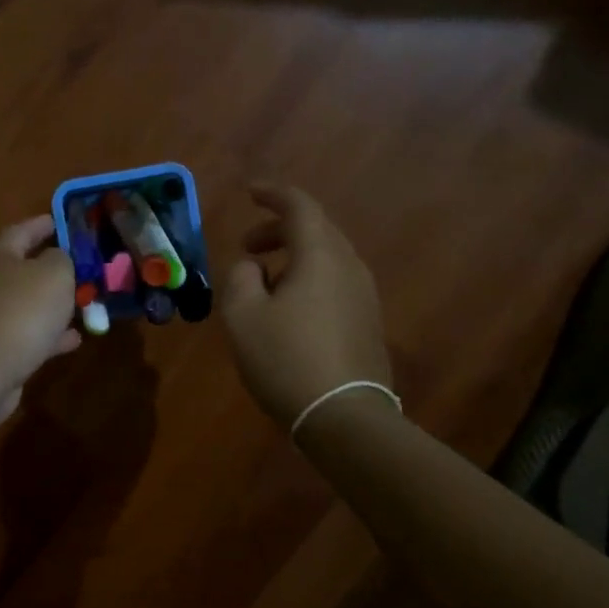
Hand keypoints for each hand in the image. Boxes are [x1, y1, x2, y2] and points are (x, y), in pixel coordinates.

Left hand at [0, 215, 81, 419]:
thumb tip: (57, 258)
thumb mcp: (55, 274)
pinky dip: (48, 333)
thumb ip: (62, 259)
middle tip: (80, 266)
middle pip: (22, 267)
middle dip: (51, 267)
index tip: (64, 221)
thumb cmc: (21, 310)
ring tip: (84, 303)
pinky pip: (26, 332)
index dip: (46, 224)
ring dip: (53, 303)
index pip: (23, 229)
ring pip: (26, 302)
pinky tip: (74, 339)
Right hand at [221, 184, 391, 428]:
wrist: (344, 416)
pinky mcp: (368, 322)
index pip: (300, 206)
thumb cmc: (286, 359)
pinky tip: (288, 309)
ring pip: (327, 258)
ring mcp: (364, 295)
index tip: (249, 191)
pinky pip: (335, 283)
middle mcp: (349, 266)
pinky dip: (308, 279)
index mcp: (320, 255)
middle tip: (247, 246)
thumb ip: (240, 278)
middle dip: (279, 229)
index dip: (273, 193)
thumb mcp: (243, 316)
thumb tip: (252, 267)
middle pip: (316, 230)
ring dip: (293, 257)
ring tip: (263, 281)